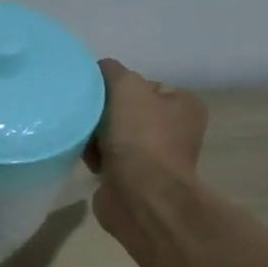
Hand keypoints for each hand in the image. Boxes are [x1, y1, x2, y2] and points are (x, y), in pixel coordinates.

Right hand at [83, 57, 208, 241]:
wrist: (140, 197)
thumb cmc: (140, 139)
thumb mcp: (126, 88)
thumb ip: (111, 72)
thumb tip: (98, 69)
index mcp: (183, 104)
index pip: (142, 86)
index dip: (115, 89)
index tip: (96, 99)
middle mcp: (174, 130)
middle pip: (125, 111)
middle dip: (102, 116)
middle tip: (87, 121)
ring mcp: (154, 158)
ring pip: (113, 136)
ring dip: (95, 139)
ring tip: (84, 144)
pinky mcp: (133, 180)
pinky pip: (108, 160)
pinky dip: (95, 159)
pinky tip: (86, 161)